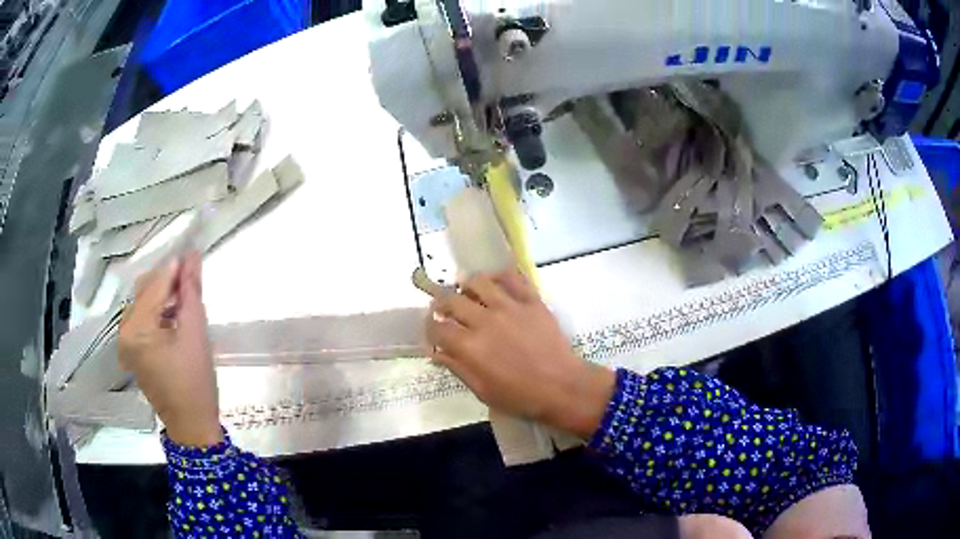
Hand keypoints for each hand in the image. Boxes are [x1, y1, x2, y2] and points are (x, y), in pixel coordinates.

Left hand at [118, 250, 221, 446]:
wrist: (191, 426)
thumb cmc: (195, 382)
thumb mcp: (196, 334)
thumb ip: (191, 292)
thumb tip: (191, 256)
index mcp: (136, 328)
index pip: (155, 285)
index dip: (175, 268)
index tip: (193, 253)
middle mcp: (124, 330)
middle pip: (145, 290)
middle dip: (168, 281)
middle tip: (193, 278)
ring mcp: (126, 341)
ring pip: (144, 302)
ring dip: (164, 295)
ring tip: (187, 297)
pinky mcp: (132, 350)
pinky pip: (143, 318)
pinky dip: (159, 311)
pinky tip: (176, 315)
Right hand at [426, 270, 615, 437]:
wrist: (562, 387)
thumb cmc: (520, 396)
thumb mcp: (482, 390)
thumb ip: (457, 368)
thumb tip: (435, 353)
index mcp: (469, 347)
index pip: (437, 328)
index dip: (429, 327)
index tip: (432, 329)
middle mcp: (484, 321)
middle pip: (451, 300)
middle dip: (441, 303)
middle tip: (443, 307)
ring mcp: (509, 307)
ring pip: (478, 282)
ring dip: (466, 284)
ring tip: (466, 290)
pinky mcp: (531, 300)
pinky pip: (512, 277)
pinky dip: (499, 275)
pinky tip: (494, 282)